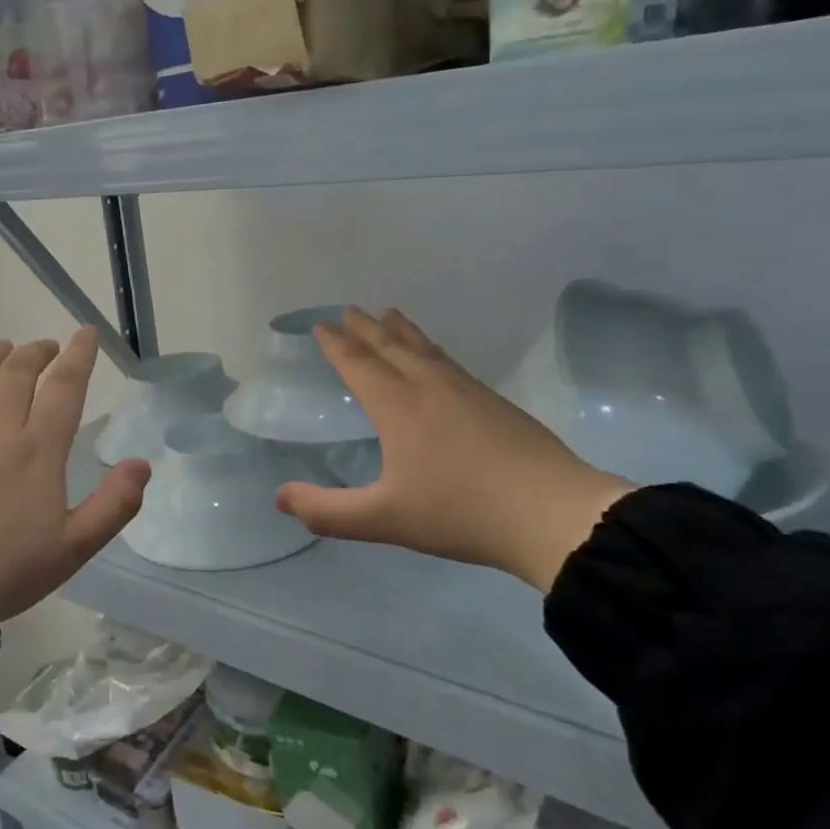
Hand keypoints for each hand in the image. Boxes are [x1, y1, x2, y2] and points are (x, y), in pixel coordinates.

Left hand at [0, 329, 150, 619]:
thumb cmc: (9, 569)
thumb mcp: (75, 548)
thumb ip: (115, 505)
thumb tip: (142, 464)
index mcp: (37, 450)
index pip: (63, 388)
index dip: (79, 356)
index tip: (86, 333)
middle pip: (17, 374)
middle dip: (37, 353)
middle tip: (47, 347)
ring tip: (5, 348)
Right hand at [275, 308, 632, 591]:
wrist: (549, 513)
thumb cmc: (459, 512)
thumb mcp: (383, 519)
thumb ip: (327, 512)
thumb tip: (280, 498)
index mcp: (399, 407)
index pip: (359, 365)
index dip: (337, 346)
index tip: (322, 325)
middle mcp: (430, 387)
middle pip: (391, 347)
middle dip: (366, 328)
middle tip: (350, 309)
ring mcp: (468, 391)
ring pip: (426, 350)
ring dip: (402, 331)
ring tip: (390, 314)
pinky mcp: (495, 403)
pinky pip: (450, 362)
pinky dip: (432, 349)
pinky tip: (438, 358)